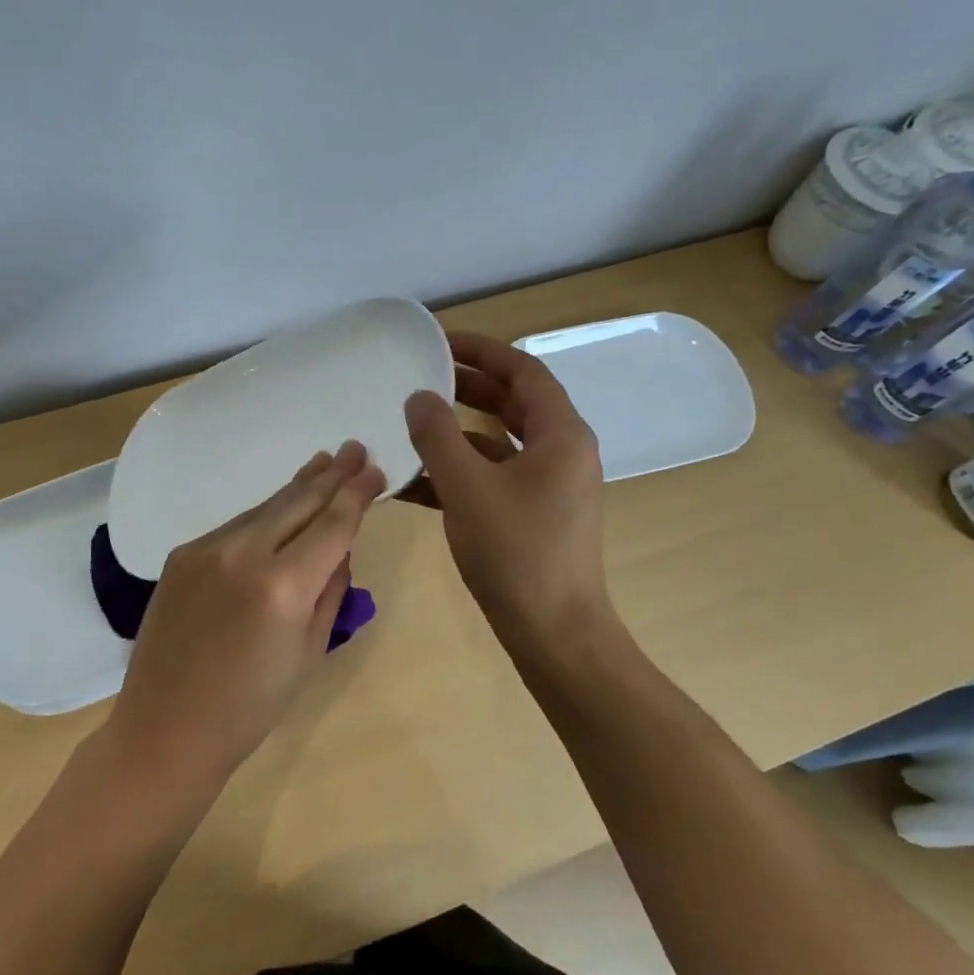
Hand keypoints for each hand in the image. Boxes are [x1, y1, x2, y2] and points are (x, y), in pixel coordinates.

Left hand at [105, 441, 386, 791]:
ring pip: (264, 508)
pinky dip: (264, 515)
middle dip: (331, 474)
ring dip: (297, 487)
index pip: (332, 524)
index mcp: (283, 586)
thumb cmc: (251, 706)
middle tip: (355, 448)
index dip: (357, 494)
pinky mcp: (181, 555)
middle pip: (297, 501)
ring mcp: (205, 549)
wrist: (166, 728)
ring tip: (323, 463)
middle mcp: (243, 553)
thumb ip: (331, 589)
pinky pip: (235, 526)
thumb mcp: (310, 652)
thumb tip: (340, 545)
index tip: (375, 469)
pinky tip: (279, 507)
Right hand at [403, 332, 609, 649]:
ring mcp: (550, 486)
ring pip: (500, 443)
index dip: (482, 349)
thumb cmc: (516, 554)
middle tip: (420, 378)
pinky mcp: (535, 515)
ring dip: (458, 433)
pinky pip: (495, 478)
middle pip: (513, 403)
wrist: (554, 633)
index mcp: (561, 435)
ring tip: (411, 425)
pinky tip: (416, 482)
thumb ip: (438, 437)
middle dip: (466, 388)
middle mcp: (562, 452)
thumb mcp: (468, 488)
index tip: (440, 341)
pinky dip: (461, 472)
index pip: (523, 371)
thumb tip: (419, 397)